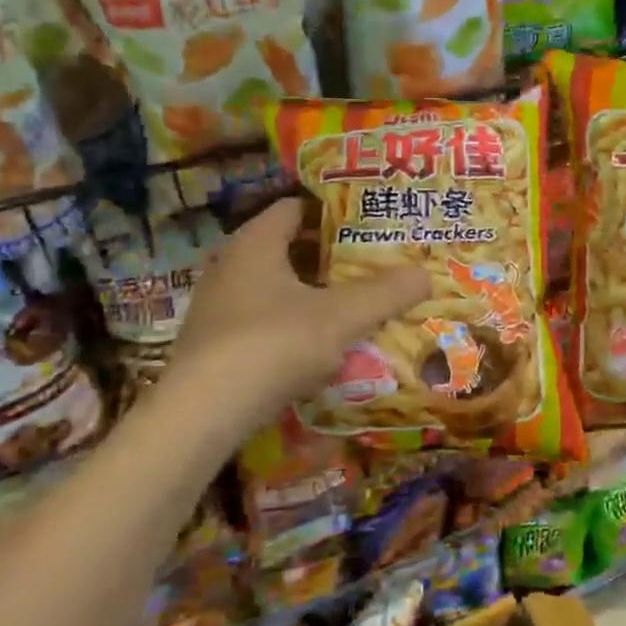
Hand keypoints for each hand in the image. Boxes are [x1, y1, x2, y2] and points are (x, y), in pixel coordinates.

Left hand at [164, 198, 430, 424]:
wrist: (200, 416)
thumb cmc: (272, 344)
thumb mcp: (341, 317)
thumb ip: (385, 293)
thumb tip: (425, 274)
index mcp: (254, 244)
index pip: (294, 208)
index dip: (332, 211)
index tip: (367, 223)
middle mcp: (229, 267)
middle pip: (286, 248)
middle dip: (328, 256)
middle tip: (371, 263)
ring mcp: (217, 308)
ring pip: (274, 288)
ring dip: (310, 294)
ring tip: (352, 304)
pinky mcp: (213, 346)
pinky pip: (262, 321)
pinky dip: (291, 325)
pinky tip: (319, 347)